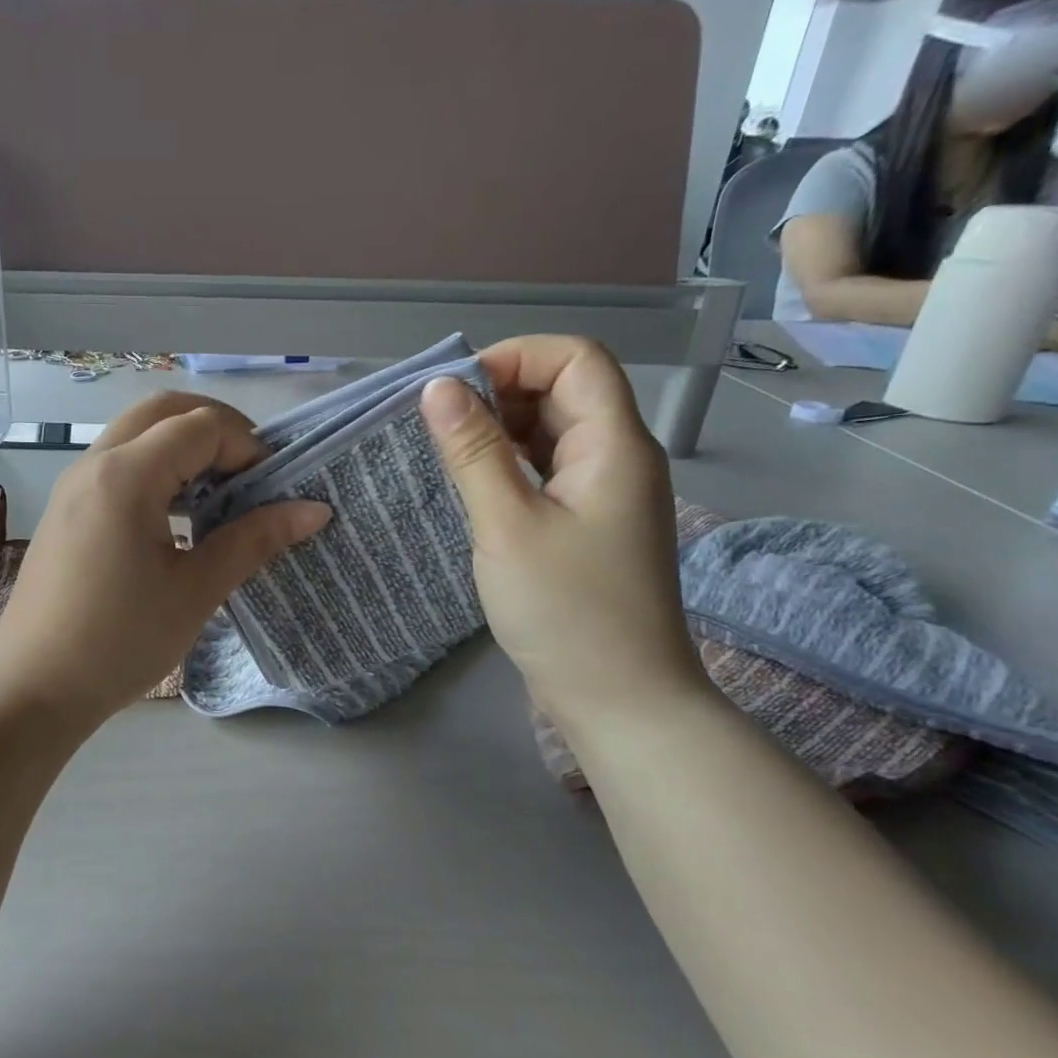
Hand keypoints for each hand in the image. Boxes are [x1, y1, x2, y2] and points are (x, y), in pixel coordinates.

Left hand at [0, 393, 329, 726]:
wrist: (33, 690)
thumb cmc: (120, 642)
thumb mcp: (196, 591)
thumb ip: (254, 540)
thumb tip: (315, 510)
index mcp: (126, 475)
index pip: (201, 426)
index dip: (248, 448)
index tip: (273, 492)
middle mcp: (94, 464)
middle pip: (164, 411)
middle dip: (216, 430)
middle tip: (249, 475)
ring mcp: (73, 485)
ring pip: (136, 435)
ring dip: (183, 448)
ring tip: (217, 496)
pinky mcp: (65, 511)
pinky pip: (117, 466)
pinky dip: (155, 471)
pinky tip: (176, 520)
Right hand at [419, 337, 705, 724]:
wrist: (619, 699)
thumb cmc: (565, 611)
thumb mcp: (507, 525)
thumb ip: (473, 451)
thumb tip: (437, 388)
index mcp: (614, 445)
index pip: (575, 359)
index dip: (514, 358)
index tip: (454, 392)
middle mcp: (619, 458)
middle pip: (565, 392)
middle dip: (500, 394)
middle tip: (439, 427)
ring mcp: (607, 494)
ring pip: (553, 434)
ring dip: (501, 432)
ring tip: (448, 456)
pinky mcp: (590, 525)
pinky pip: (549, 473)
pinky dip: (510, 467)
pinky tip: (475, 488)